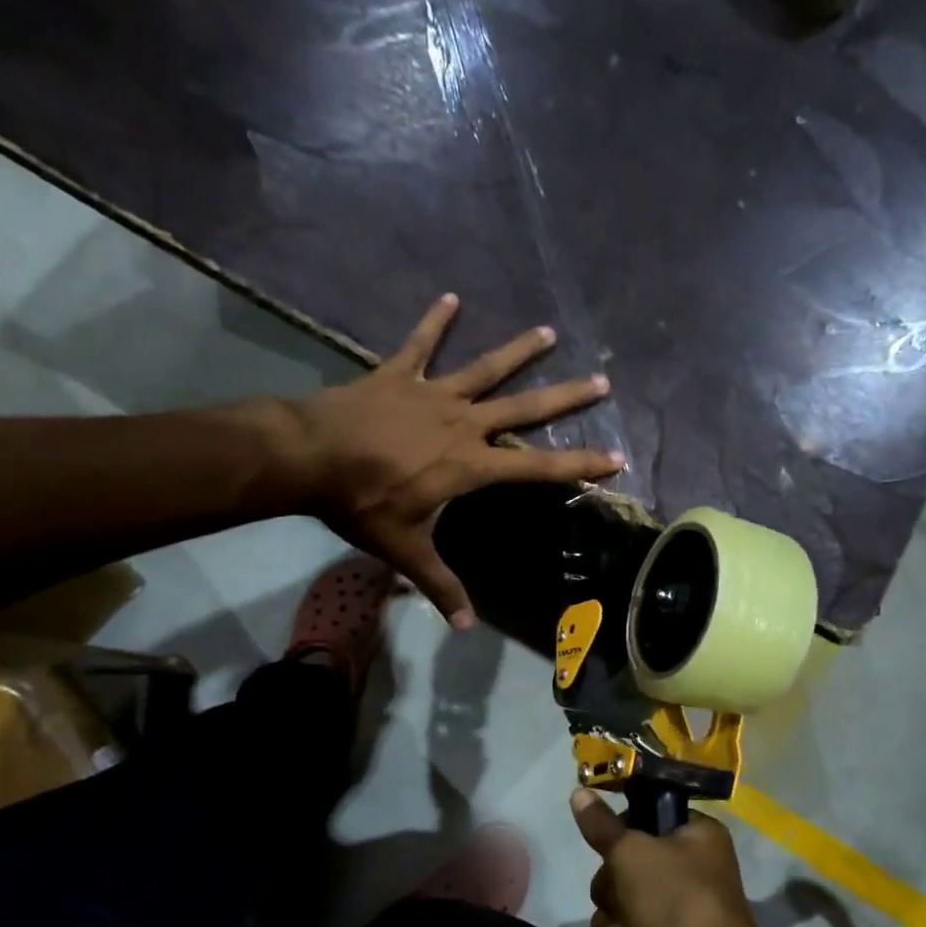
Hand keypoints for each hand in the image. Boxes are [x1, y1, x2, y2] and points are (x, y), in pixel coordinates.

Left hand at [275, 294, 623, 626]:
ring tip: (547, 332)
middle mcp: (463, 423)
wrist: (309, 457)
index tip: (616, 458)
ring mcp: (432, 394)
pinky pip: (421, 344)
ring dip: (518, 351)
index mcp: (471, 465)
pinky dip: (435, 321)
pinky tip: (451, 297)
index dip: (579, 465)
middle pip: (524, 407)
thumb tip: (467, 630)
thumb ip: (440, 586)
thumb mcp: (405, 550)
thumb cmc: (363, 504)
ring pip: (484, 369)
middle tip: (601, 382)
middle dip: (565, 398)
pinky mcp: (399, 374)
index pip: (538, 468)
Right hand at [574, 788, 772, 926]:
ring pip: (623, 906)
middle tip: (616, 900)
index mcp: (699, 837)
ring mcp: (682, 918)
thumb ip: (601, 825)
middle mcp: (695, 872)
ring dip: (610, 925)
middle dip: (611, 889)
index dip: (625, 830)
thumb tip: (579, 791)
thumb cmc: (674, 902)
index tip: (608, 843)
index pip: (652, 816)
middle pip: (630, 865)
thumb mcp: (630, 852)